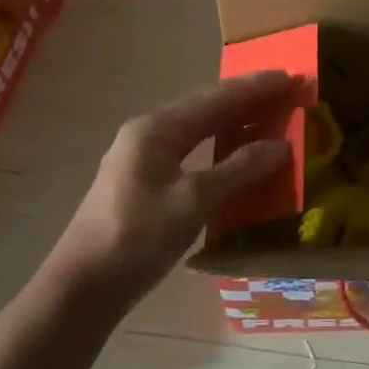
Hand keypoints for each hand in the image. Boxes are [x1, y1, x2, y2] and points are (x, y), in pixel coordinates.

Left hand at [50, 71, 294, 306]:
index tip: (288, 77)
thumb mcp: (193, 201)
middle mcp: (148, 134)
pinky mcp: (144, 184)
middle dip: (246, 102)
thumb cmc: (135, 238)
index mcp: (157, 129)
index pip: (216, 98)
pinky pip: (190, 153)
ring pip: (197, 132)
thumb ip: (238, 169)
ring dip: (233, 126)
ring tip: (268, 121)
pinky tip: (236, 158)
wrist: (79, 291)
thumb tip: (280, 145)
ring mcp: (143, 159)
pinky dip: (218, 150)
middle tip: (285, 95)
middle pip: (206, 109)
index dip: (254, 88)